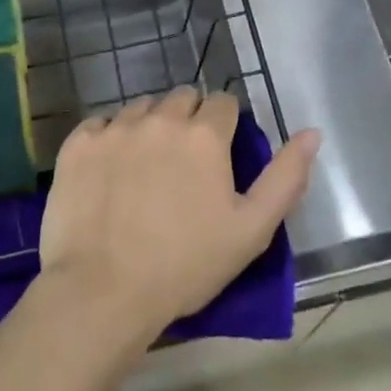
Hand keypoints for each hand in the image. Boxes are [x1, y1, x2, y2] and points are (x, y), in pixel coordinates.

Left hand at [38, 90, 318, 345]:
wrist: (102, 292)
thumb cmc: (185, 266)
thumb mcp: (252, 230)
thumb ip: (286, 177)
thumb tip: (312, 132)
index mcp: (204, 135)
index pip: (223, 103)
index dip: (225, 127)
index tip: (218, 157)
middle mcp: (160, 118)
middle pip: (182, 98)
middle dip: (188, 121)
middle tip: (183, 165)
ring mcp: (114, 128)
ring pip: (141, 108)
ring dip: (149, 127)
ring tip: (144, 169)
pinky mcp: (78, 144)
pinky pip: (99, 124)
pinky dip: (108, 139)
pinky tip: (109, 174)